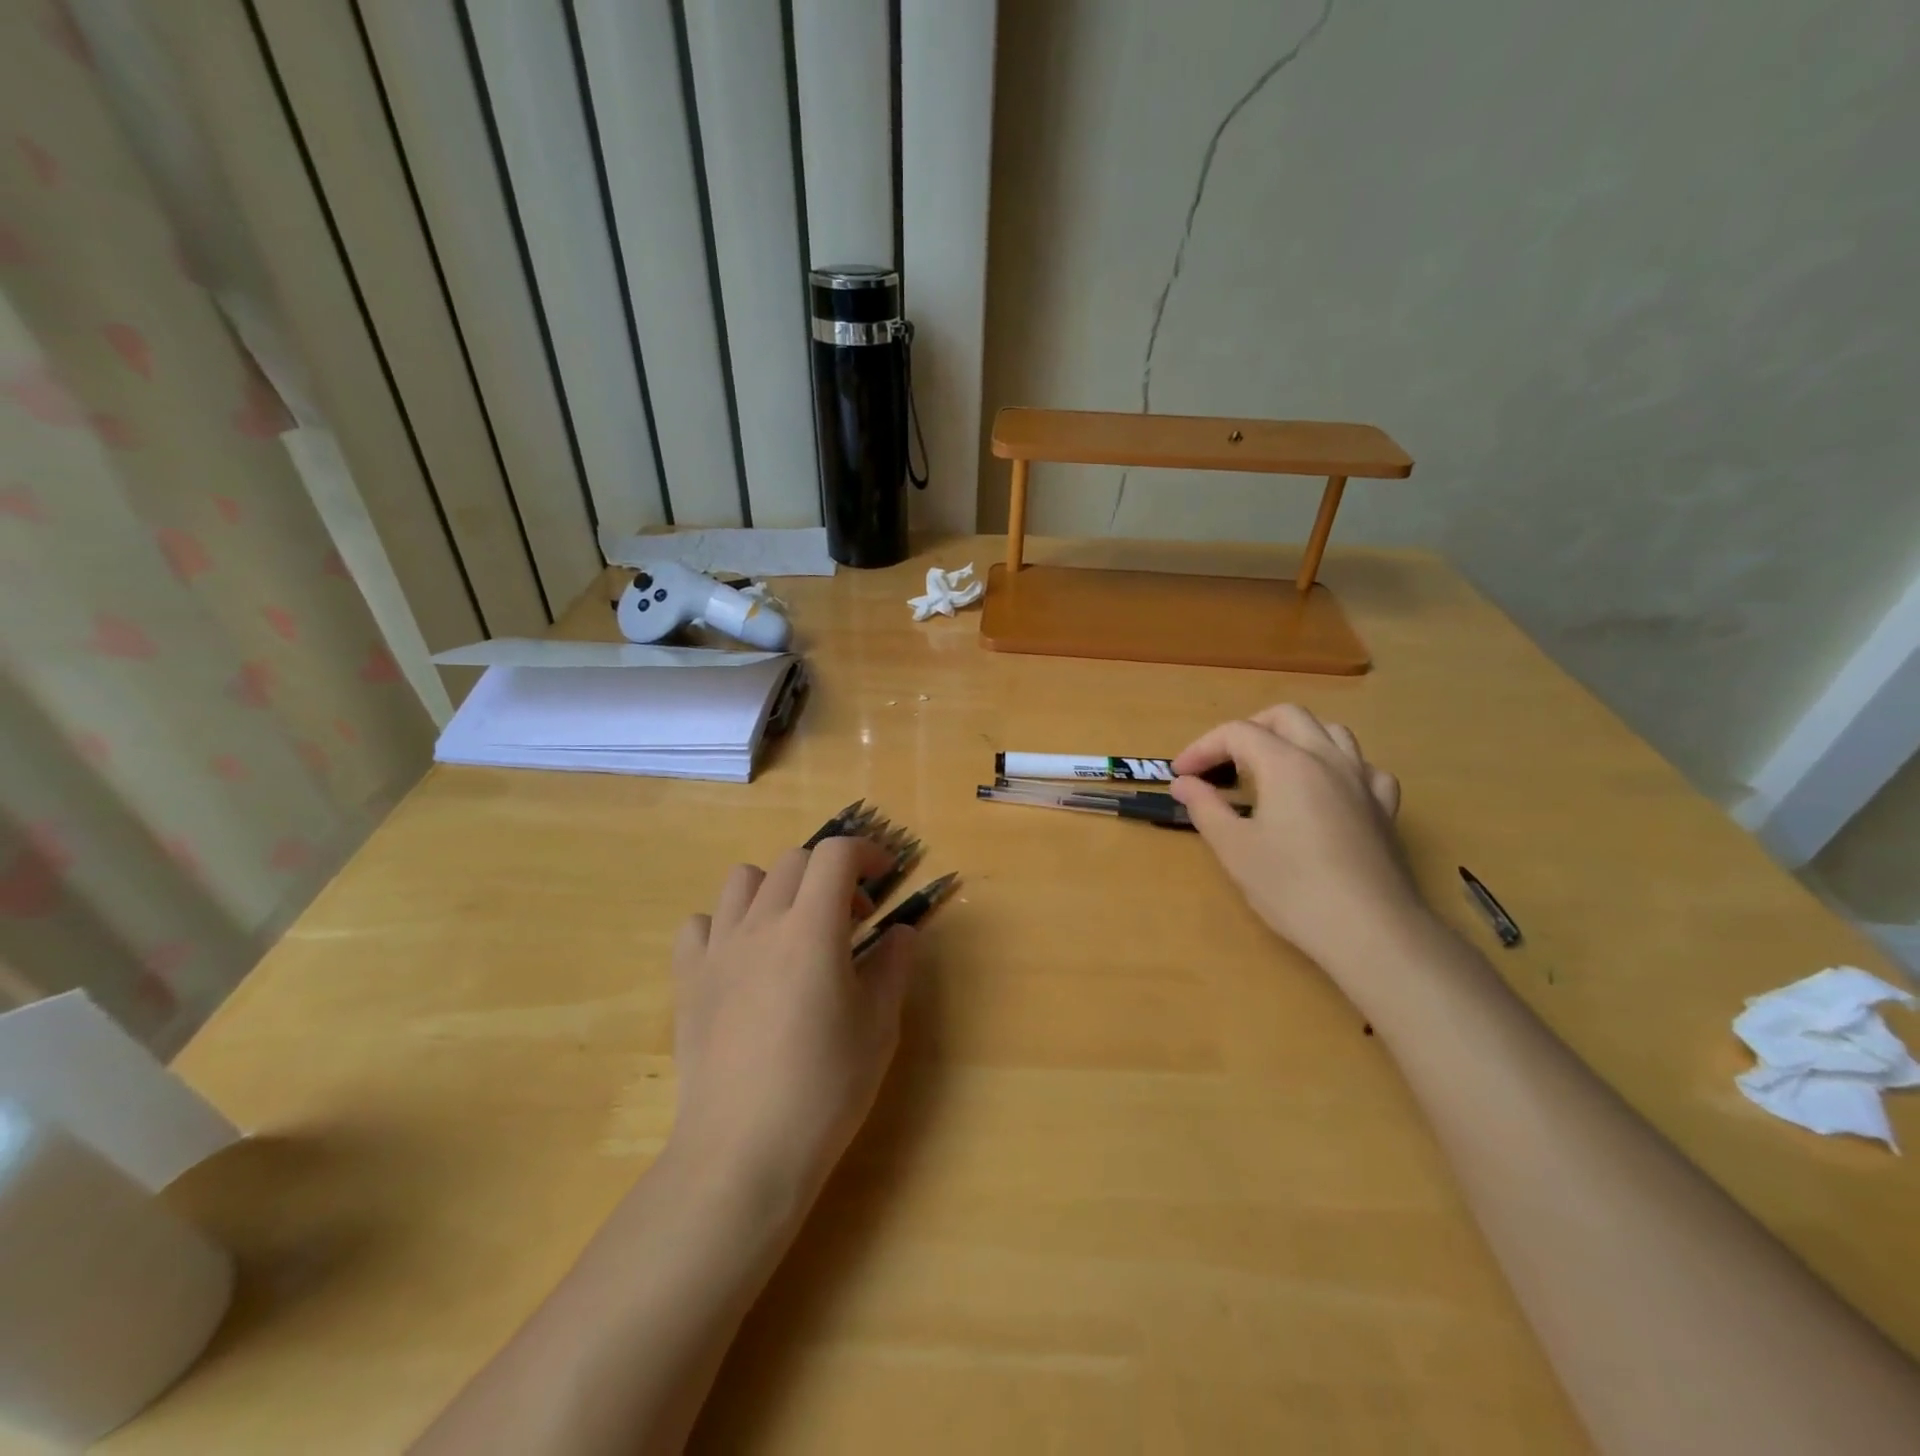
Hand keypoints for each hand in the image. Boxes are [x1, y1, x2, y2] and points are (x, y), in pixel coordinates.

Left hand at [668, 837, 916, 1208]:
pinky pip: (701, 925)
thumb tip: (902, 932)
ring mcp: (718, 950)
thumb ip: (894, 967)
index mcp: (812, 929)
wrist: (743, 1150)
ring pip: (743, 880)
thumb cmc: (824, 1088)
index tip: (884, 876)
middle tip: (851, 918)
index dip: (865, 852)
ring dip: (777, 888)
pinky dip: (727, 925)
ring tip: (794, 928)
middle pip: (794, 861)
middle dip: (830, 874)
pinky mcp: (688, 979)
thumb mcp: (878, 1027)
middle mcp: (761, 924)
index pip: (836, 855)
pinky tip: (743, 959)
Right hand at [1170, 705, 1427, 975]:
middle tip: (1223, 762)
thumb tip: (1184, 783)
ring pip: (1330, 732)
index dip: (1202, 748)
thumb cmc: (1291, 887)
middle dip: (1248, 730)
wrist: (1369, 930)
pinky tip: (1327, 790)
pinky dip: (1338, 767)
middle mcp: (1327, 759)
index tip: (1180, 775)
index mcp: (1286, 764)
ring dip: (1295, 738)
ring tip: (1272, 767)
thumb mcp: (1234, 848)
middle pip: (1286, 717)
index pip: (1236, 733)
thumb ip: (1205, 807)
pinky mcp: (1384, 808)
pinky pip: (1363, 768)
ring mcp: (1362, 781)